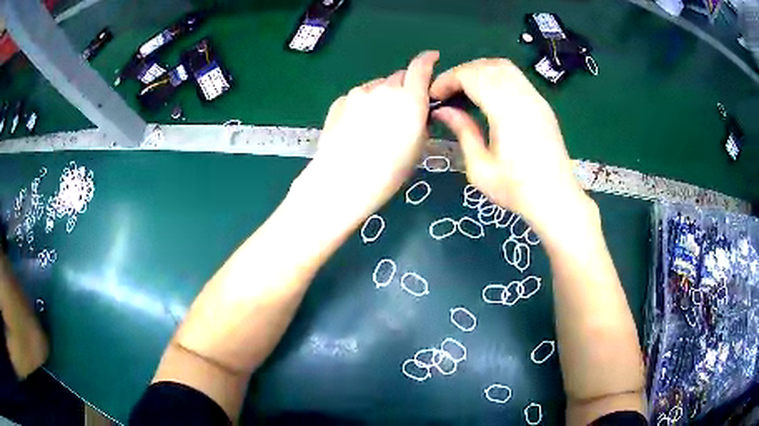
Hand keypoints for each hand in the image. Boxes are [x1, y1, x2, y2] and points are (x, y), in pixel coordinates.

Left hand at [292, 51, 439, 225]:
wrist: (343, 180)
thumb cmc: (389, 171)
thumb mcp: (417, 147)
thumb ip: (420, 120)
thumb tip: (417, 111)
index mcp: (410, 98)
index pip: (421, 67)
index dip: (428, 60)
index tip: (433, 57)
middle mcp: (384, 88)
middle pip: (399, 77)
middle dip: (405, 87)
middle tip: (403, 108)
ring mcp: (358, 93)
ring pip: (377, 87)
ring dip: (382, 96)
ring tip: (377, 122)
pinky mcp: (340, 101)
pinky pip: (358, 97)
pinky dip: (363, 105)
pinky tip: (358, 126)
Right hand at [429, 58, 591, 235]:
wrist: (556, 199)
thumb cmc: (516, 190)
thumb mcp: (480, 168)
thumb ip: (462, 132)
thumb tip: (443, 110)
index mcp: (507, 112)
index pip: (472, 76)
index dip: (448, 79)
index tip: (434, 95)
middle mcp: (523, 97)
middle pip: (487, 66)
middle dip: (461, 73)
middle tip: (446, 92)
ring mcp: (536, 98)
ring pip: (503, 67)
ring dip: (479, 71)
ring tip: (464, 91)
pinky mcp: (542, 104)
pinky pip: (516, 77)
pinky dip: (496, 77)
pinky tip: (487, 95)